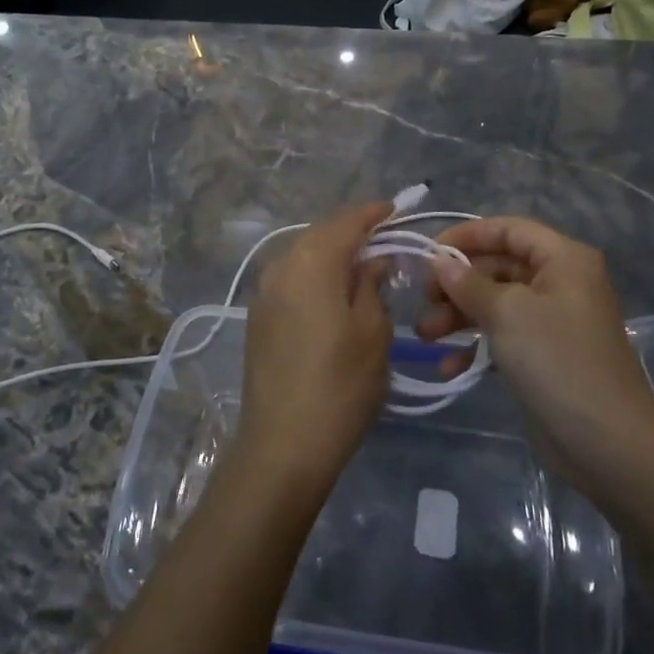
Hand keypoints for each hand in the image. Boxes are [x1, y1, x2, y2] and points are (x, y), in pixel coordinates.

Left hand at [235, 202, 393, 496]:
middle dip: (351, 230)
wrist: (282, 445)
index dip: (372, 214)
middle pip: (320, 234)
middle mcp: (280, 266)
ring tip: (361, 262)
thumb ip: (372, 285)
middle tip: (383, 236)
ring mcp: (264, 292)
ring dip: (331, 252)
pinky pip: (290, 277)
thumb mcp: (372, 332)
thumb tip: (373, 259)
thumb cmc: (340, 386)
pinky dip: (314, 273)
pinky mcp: (258, 317)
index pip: (345, 223)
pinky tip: (332, 289)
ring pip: (302, 254)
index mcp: (311, 262)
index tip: (395, 208)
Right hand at [417, 217, 653, 492]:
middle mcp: (560, 283)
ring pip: (496, 303)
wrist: (607, 445)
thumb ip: (469, 283)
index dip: (467, 236)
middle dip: (457, 283)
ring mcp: (552, 321)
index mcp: (564, 260)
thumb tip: (440, 261)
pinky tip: (449, 365)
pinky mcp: (543, 356)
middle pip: (498, 266)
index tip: (429, 254)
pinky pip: (502, 336)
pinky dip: (475, 345)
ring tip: (425, 335)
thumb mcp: (508, 314)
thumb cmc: (558, 362)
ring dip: (459, 315)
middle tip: (423, 301)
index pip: (508, 229)